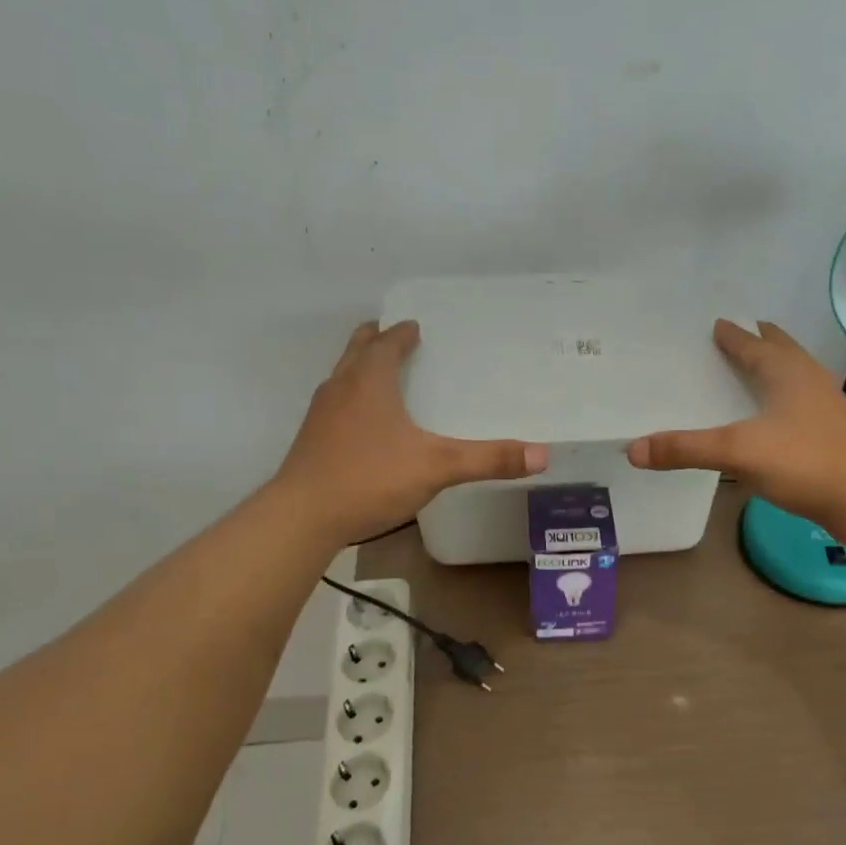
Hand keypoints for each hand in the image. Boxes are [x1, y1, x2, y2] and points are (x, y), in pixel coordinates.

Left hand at [273, 320, 547, 544]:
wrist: (302, 516)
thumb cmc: (370, 478)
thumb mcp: (437, 467)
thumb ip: (488, 459)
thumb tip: (542, 454)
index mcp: (369, 381)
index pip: (386, 343)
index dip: (402, 333)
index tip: (415, 327)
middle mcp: (341, 388)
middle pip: (357, 350)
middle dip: (375, 340)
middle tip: (394, 337)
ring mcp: (320, 415)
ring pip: (342, 377)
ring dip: (360, 369)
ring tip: (381, 376)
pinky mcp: (311, 441)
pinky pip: (334, 406)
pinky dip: (351, 400)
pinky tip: (364, 426)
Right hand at [627, 319, 845, 523]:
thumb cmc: (803, 462)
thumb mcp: (737, 452)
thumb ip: (685, 449)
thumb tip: (633, 449)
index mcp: (787, 373)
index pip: (754, 346)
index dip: (734, 336)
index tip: (719, 324)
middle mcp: (808, 381)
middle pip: (782, 351)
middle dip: (762, 341)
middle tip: (744, 332)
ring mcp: (825, 407)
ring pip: (796, 375)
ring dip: (777, 365)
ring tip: (759, 366)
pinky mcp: (832, 433)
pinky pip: (801, 401)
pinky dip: (784, 395)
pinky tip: (778, 415)